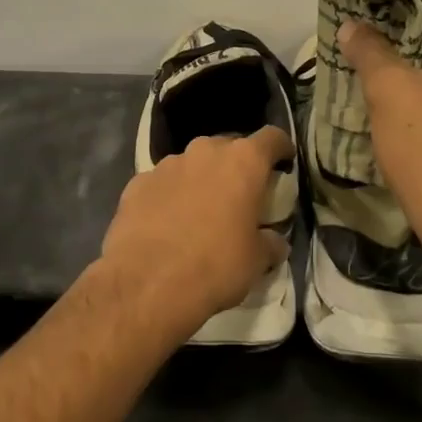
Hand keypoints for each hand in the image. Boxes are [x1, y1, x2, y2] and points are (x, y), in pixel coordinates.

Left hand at [98, 126, 292, 337]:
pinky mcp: (137, 183)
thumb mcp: (257, 261)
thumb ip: (270, 242)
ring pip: (192, 164)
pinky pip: (162, 183)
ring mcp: (166, 165)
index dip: (281, 148)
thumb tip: (274, 241)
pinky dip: (169, 195)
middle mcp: (204, 152)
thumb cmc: (215, 266)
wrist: (147, 283)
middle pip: (228, 148)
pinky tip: (166, 223)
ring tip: (199, 212)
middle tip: (239, 195)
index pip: (272, 137)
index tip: (284, 162)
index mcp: (242, 162)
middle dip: (236, 167)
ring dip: (200, 180)